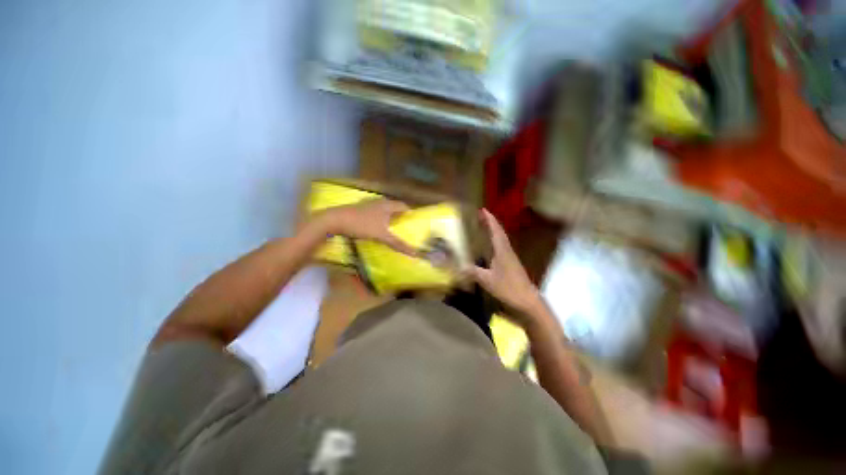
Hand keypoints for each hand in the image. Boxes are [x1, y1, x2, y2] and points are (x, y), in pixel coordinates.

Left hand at [316, 199, 416, 255]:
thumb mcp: (381, 236)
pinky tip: (377, 227)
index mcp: (387, 205)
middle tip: (405, 227)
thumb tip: (415, 253)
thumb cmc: (362, 225)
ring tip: (393, 228)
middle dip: (400, 216)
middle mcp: (379, 202)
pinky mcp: (360, 209)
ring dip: (389, 217)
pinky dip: (379, 218)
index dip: (410, 213)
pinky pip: (375, 212)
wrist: (335, 220)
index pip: (404, 206)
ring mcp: (368, 204)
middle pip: (394, 207)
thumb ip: (398, 243)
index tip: (414, 222)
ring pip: (383, 209)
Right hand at [469, 209, 543, 317]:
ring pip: (501, 239)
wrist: (527, 301)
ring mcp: (510, 257)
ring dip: (493, 231)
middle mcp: (507, 251)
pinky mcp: (511, 264)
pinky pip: (501, 247)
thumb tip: (458, 266)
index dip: (489, 220)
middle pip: (499, 232)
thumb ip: (473, 272)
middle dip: (490, 222)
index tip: (483, 209)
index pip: (496, 231)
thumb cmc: (508, 288)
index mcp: (502, 251)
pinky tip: (490, 246)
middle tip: (481, 215)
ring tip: (484, 226)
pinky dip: (495, 241)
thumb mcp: (487, 280)